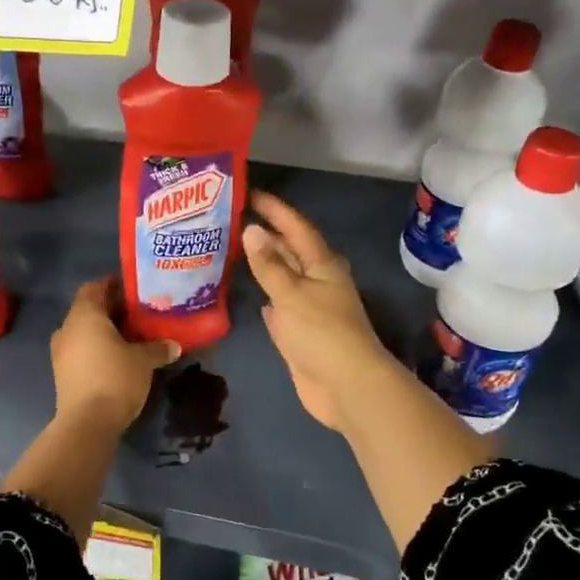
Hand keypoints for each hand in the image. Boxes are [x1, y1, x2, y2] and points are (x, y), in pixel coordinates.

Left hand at [50, 278, 178, 432]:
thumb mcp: (144, 360)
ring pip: (84, 331)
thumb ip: (158, 348)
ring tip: (131, 336)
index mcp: (84, 315)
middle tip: (138, 313)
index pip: (94, 287)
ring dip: (104, 331)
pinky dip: (97, 348)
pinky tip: (118, 357)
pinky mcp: (62, 373)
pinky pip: (81, 350)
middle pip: (89, 309)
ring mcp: (61, 352)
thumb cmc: (115, 378)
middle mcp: (67, 328)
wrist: (87, 423)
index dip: (112, 285)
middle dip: (112, 310)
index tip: (133, 289)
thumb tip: (174, 345)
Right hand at [242, 193, 399, 433]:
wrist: (346, 386)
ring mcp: (310, 308)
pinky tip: (255, 296)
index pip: (295, 227)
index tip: (249, 192)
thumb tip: (252, 229)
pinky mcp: (301, 333)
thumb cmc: (322, 332)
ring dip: (264, 266)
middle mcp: (317, 281)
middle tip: (232, 219)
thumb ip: (269, 265)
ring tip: (234, 250)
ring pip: (284, 279)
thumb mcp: (291, 294)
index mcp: (322, 264)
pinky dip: (268, 299)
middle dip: (266, 235)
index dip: (274, 209)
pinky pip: (280, 307)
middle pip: (290, 251)